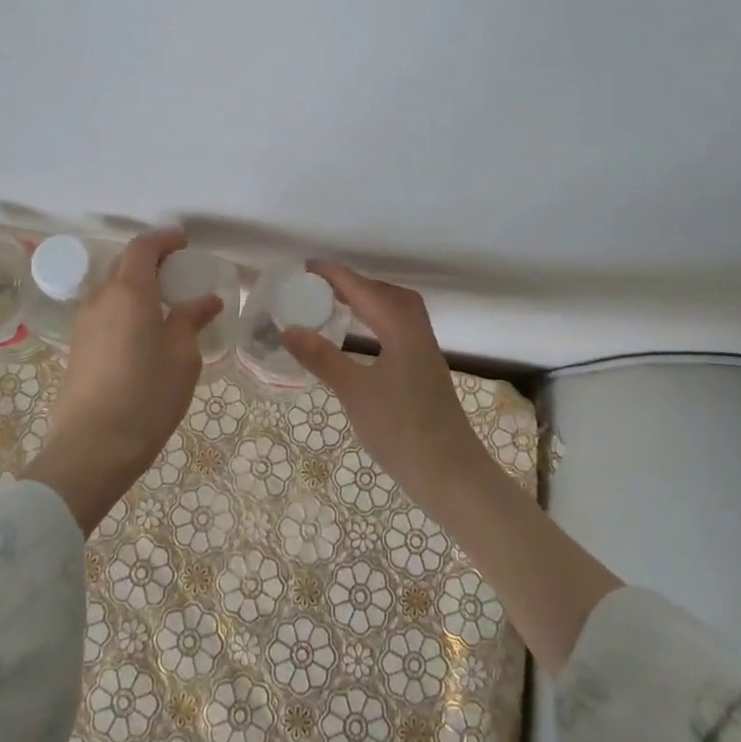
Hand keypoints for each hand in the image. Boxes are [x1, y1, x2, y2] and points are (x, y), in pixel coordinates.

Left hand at [19, 229, 222, 534]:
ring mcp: (84, 322)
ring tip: (164, 302)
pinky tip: (143, 329)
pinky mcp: (77, 346)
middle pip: (124, 263)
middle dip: (151, 259)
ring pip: (111, 287)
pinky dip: (124, 305)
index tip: (185, 244)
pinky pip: (104, 309)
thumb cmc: (147, 396)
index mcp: (129, 291)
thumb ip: (191, 319)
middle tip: (179, 272)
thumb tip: (206, 300)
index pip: (143, 247)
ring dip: (136, 284)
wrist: (92, 448)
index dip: (164, 240)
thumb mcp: (182, 357)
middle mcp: (101, 297)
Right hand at [287, 261, 622, 665]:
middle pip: (386, 293)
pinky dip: (378, 321)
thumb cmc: (401, 430)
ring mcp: (425, 352)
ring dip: (369, 301)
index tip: (305, 267)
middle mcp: (416, 332)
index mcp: (400, 328)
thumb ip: (321, 358)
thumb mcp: (354, 392)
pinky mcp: (426, 370)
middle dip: (354, 283)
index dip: (334, 275)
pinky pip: (400, 328)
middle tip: (320, 287)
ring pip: (397, 311)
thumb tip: (289, 329)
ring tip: (338, 306)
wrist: (452, 474)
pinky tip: (363, 340)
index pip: (363, 289)